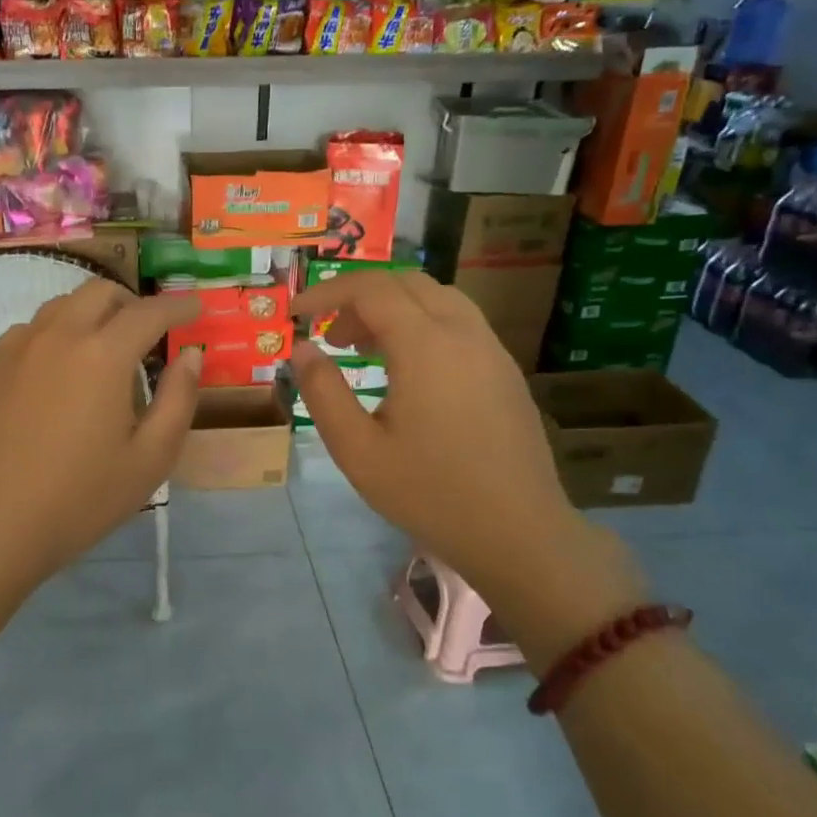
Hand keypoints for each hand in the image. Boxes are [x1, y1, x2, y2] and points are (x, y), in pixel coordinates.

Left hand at [0, 281, 202, 590]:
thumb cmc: (80, 498)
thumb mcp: (150, 458)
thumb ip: (178, 399)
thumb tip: (190, 356)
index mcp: (104, 354)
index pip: (149, 312)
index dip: (178, 306)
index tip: (195, 310)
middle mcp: (60, 335)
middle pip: (101, 292)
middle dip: (133, 302)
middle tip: (150, 333)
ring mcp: (19, 346)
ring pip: (63, 305)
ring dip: (93, 313)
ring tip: (106, 349)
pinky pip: (32, 328)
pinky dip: (58, 331)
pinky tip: (60, 368)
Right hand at [290, 272, 641, 664]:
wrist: (519, 533)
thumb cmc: (430, 493)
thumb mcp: (357, 449)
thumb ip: (323, 392)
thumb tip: (303, 349)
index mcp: (426, 345)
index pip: (370, 289)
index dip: (326, 292)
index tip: (296, 314)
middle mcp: (463, 333)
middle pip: (406, 282)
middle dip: (359, 297)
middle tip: (331, 335)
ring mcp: (491, 350)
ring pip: (437, 299)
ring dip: (393, 308)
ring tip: (363, 350)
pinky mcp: (505, 371)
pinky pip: (458, 324)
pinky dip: (422, 325)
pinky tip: (407, 371)